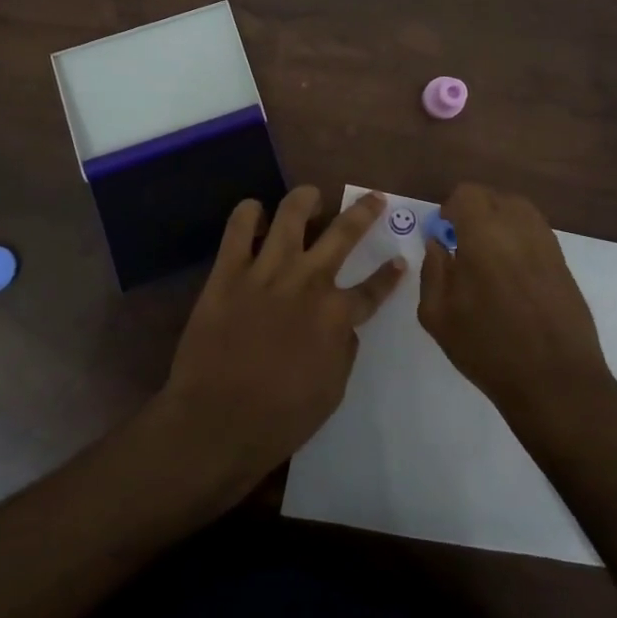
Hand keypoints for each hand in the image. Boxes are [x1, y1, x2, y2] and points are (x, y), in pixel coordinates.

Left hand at [159, 186, 404, 491]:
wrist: (216, 421)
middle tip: (373, 199)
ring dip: (306, 199)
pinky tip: (255, 212)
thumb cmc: (279, 418)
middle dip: (364, 212)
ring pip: (291, 214)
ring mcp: (267, 271)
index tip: (400, 261)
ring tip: (311, 196)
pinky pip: (238, 227)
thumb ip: (343, 351)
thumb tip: (344, 326)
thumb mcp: (331, 392)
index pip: (373, 289)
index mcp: (336, 315)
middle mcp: (308, 281)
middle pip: (343, 234)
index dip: (389, 275)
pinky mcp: (228, 271)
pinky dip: (248, 213)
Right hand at [419, 183, 616, 434]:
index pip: (467, 194)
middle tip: (463, 244)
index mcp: (484, 233)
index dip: (451, 209)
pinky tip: (512, 273)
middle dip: (475, 212)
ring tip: (489, 256)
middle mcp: (519, 227)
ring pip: (519, 211)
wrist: (555, 380)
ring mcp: (547, 243)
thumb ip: (432, 271)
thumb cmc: (488, 347)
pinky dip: (520, 239)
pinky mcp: (564, 263)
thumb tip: (437, 244)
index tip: (444, 234)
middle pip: (494, 197)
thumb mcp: (438, 315)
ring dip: (500, 222)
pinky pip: (536, 233)